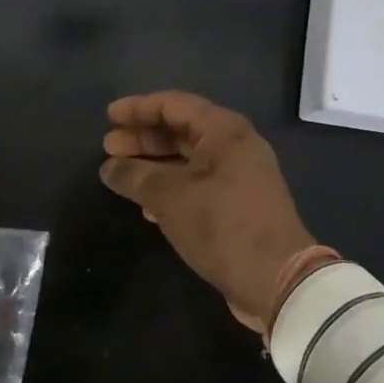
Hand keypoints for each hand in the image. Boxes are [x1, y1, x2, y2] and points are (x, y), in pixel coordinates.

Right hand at [99, 92, 316, 336]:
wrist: (275, 278)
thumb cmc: (221, 224)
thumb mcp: (170, 197)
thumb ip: (135, 176)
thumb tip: (110, 168)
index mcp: (224, 131)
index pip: (174, 104)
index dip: (138, 108)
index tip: (109, 117)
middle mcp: (235, 146)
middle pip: (181, 130)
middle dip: (143, 137)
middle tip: (108, 146)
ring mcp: (239, 176)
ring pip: (188, 159)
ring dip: (153, 164)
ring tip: (120, 174)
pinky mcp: (238, 205)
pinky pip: (197, 183)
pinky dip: (170, 187)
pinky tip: (146, 205)